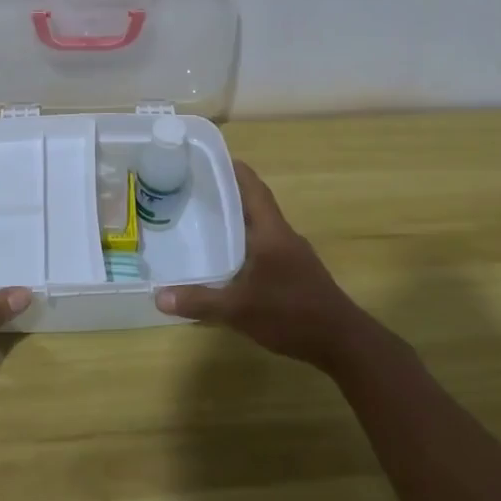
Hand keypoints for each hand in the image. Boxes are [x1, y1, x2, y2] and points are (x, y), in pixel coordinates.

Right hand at [154, 161, 378, 371]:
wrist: (342, 341)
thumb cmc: (291, 313)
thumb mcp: (239, 309)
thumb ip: (200, 301)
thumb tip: (158, 296)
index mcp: (271, 231)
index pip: (253, 187)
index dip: (233, 169)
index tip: (208, 158)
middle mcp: (282, 235)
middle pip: (255, 203)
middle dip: (228, 193)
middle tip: (195, 189)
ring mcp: (292, 253)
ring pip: (261, 225)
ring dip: (238, 219)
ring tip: (206, 220)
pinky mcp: (296, 272)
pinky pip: (266, 245)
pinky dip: (246, 243)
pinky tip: (229, 259)